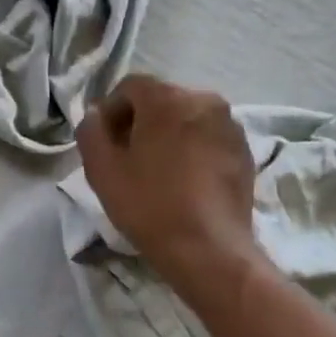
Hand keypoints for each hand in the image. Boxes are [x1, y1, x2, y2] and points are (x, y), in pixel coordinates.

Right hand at [76, 75, 260, 299]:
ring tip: (157, 172)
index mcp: (168, 98)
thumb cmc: (149, 205)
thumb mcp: (102, 169)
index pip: (130, 86)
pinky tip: (184, 182)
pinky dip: (192, 149)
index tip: (104, 143)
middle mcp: (204, 100)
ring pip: (187, 119)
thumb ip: (90, 131)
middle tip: (127, 158)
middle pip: (161, 100)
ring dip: (168, 135)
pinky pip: (208, 138)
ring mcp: (229, 125)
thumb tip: (96, 115)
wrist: (208, 249)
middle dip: (140, 122)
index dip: (111, 111)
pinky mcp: (245, 151)